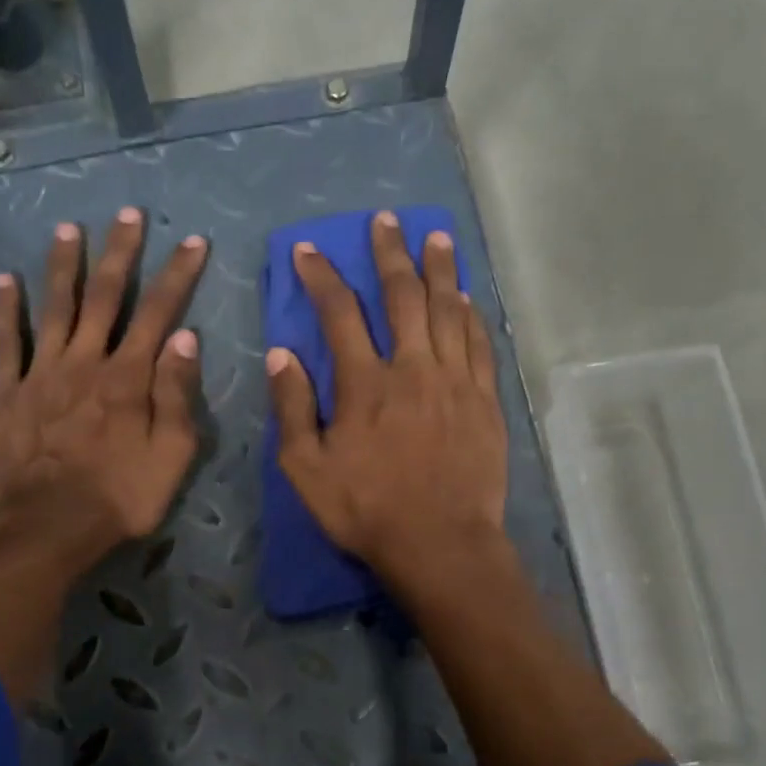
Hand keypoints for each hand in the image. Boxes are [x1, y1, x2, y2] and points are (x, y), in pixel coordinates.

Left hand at [0, 208, 206, 701]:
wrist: (49, 530)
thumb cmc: (120, 499)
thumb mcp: (171, 457)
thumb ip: (177, 396)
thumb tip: (185, 337)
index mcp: (129, 378)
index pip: (159, 313)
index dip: (178, 275)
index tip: (193, 241)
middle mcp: (85, 362)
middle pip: (106, 297)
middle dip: (121, 253)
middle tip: (129, 213)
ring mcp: (41, 374)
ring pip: (55, 307)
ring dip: (64, 266)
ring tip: (70, 229)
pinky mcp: (7, 393)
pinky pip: (4, 342)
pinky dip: (4, 309)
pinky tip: (4, 280)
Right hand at [266, 211, 507, 595]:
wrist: (440, 544)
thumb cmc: (366, 511)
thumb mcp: (307, 469)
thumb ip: (293, 409)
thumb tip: (281, 354)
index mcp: (365, 385)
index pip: (340, 314)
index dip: (323, 277)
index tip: (310, 250)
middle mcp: (413, 369)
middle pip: (403, 296)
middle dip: (390, 253)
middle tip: (386, 220)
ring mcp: (455, 382)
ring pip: (449, 310)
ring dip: (440, 270)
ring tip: (436, 238)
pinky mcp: (485, 401)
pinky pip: (480, 344)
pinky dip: (471, 316)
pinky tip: (467, 298)